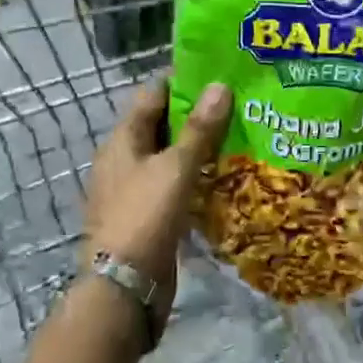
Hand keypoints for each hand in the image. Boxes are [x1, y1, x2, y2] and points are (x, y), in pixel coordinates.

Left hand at [83, 77, 231, 333]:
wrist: (124, 289)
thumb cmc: (145, 216)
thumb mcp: (176, 168)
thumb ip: (200, 128)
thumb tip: (220, 84)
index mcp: (123, 139)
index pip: (153, 94)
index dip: (183, 81)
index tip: (219, 74)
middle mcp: (124, 159)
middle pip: (162, 124)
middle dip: (197, 114)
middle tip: (238, 103)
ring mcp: (134, 188)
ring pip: (170, 155)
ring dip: (198, 146)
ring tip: (239, 135)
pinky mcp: (148, 215)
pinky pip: (174, 184)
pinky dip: (195, 176)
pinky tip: (223, 176)